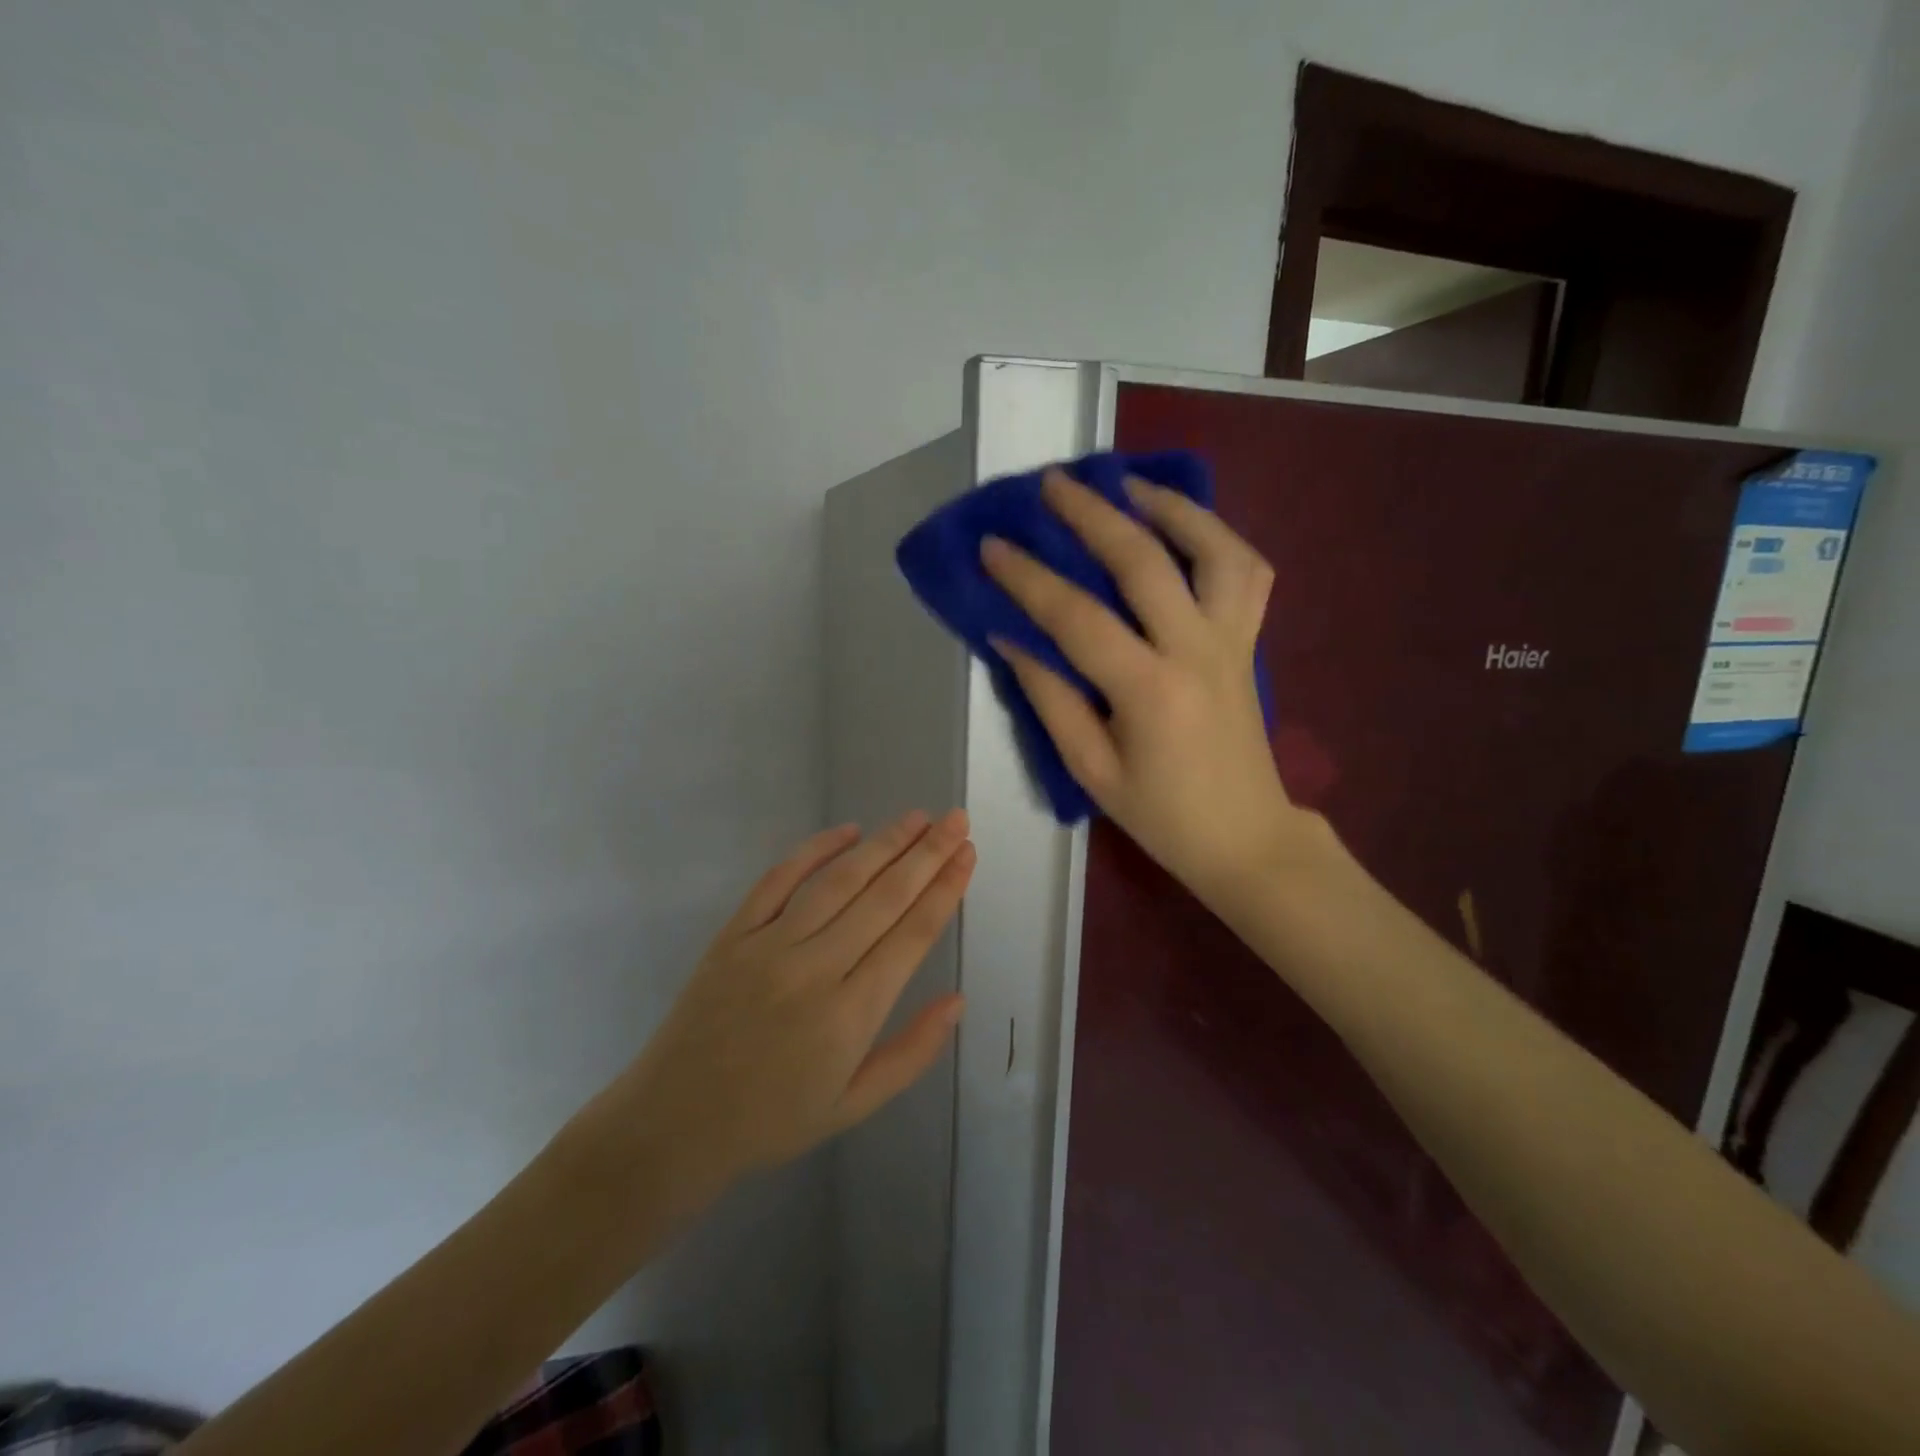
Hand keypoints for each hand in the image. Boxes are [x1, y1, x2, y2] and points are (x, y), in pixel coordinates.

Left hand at [594, 811, 973, 1198]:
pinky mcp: (734, 934)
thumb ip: (912, 1053)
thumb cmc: (774, 1119)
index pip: (912, 935)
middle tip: (956, 820)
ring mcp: (769, 946)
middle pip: (883, 898)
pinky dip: (814, 850)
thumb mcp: (855, 1104)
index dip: (945, 890)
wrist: (674, 1123)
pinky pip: (778, 880)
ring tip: (917, 819)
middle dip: (927, 854)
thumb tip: (957, 999)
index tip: (968, 855)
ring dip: (883, 844)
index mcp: (850, 1015)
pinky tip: (848, 830)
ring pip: (839, 881)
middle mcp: (814, 969)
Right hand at [981, 469, 1314, 903]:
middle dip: (1091, 514)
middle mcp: (1195, 650)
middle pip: (1144, 560)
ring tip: (1130, 483)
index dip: (1028, 578)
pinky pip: (1248, 572)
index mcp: (1148, 690)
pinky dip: (1218, 537)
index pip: (1076, 616)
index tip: (992, 545)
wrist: (1246, 837)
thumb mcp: (1090, 769)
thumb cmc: (1161, 814)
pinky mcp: (1249, 641)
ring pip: (1214, 549)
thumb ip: (1050, 698)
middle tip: (1052, 482)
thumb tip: (1010, 638)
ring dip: (1172, 506)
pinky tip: (1186, 527)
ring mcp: (1232, 640)